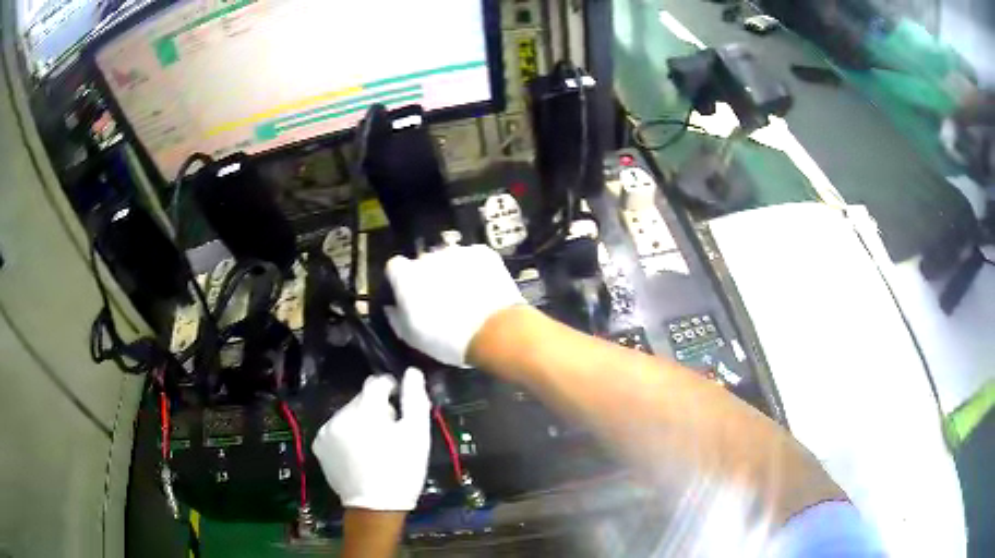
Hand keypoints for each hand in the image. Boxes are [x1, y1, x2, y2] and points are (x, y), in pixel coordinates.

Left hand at [312, 368, 430, 510]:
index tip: (401, 408)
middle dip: (376, 410)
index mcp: (366, 409)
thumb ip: (415, 399)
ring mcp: (326, 430)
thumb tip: (412, 371)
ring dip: (360, 422)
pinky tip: (357, 454)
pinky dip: (346, 435)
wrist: (376, 508)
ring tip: (373, 447)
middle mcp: (341, 414)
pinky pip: (336, 429)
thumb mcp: (417, 435)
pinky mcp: (319, 445)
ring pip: (348, 414)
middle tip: (390, 434)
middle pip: (362, 399)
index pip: (376, 382)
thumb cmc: (402, 470)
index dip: (392, 390)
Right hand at [384, 245, 525, 366]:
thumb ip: (396, 318)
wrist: (493, 331)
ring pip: (449, 258)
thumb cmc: (446, 339)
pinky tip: (483, 287)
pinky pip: (473, 257)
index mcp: (406, 276)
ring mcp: (457, 252)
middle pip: (424, 261)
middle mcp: (428, 257)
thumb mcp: (412, 337)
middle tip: (441, 298)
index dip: (401, 280)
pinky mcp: (483, 252)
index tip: (409, 294)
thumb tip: (392, 307)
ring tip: (465, 293)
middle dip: (429, 275)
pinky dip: (475, 269)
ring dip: (452, 270)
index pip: (395, 267)